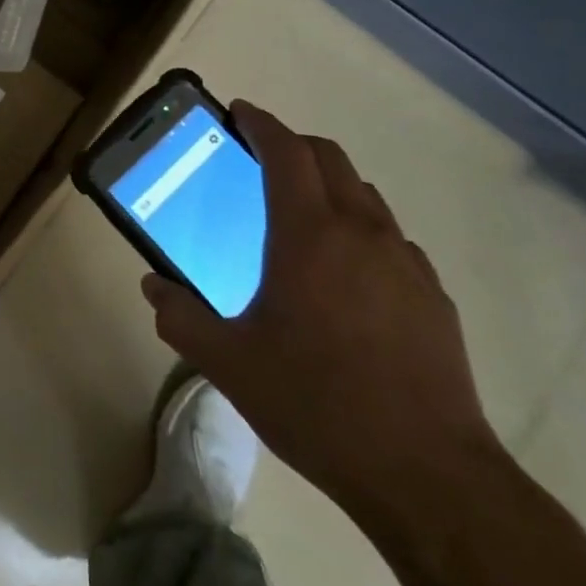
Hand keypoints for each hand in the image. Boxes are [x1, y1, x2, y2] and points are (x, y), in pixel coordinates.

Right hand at [141, 101, 501, 528]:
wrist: (426, 474)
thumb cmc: (316, 403)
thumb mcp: (229, 364)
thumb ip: (181, 318)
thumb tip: (153, 287)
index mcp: (307, 233)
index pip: (286, 150)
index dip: (261, 122)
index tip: (239, 112)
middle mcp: (360, 231)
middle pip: (329, 157)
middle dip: (293, 145)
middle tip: (262, 159)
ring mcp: (404, 261)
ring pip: (364, 194)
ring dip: (329, 184)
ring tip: (301, 215)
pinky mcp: (432, 295)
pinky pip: (391, 237)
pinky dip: (361, 229)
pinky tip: (346, 275)